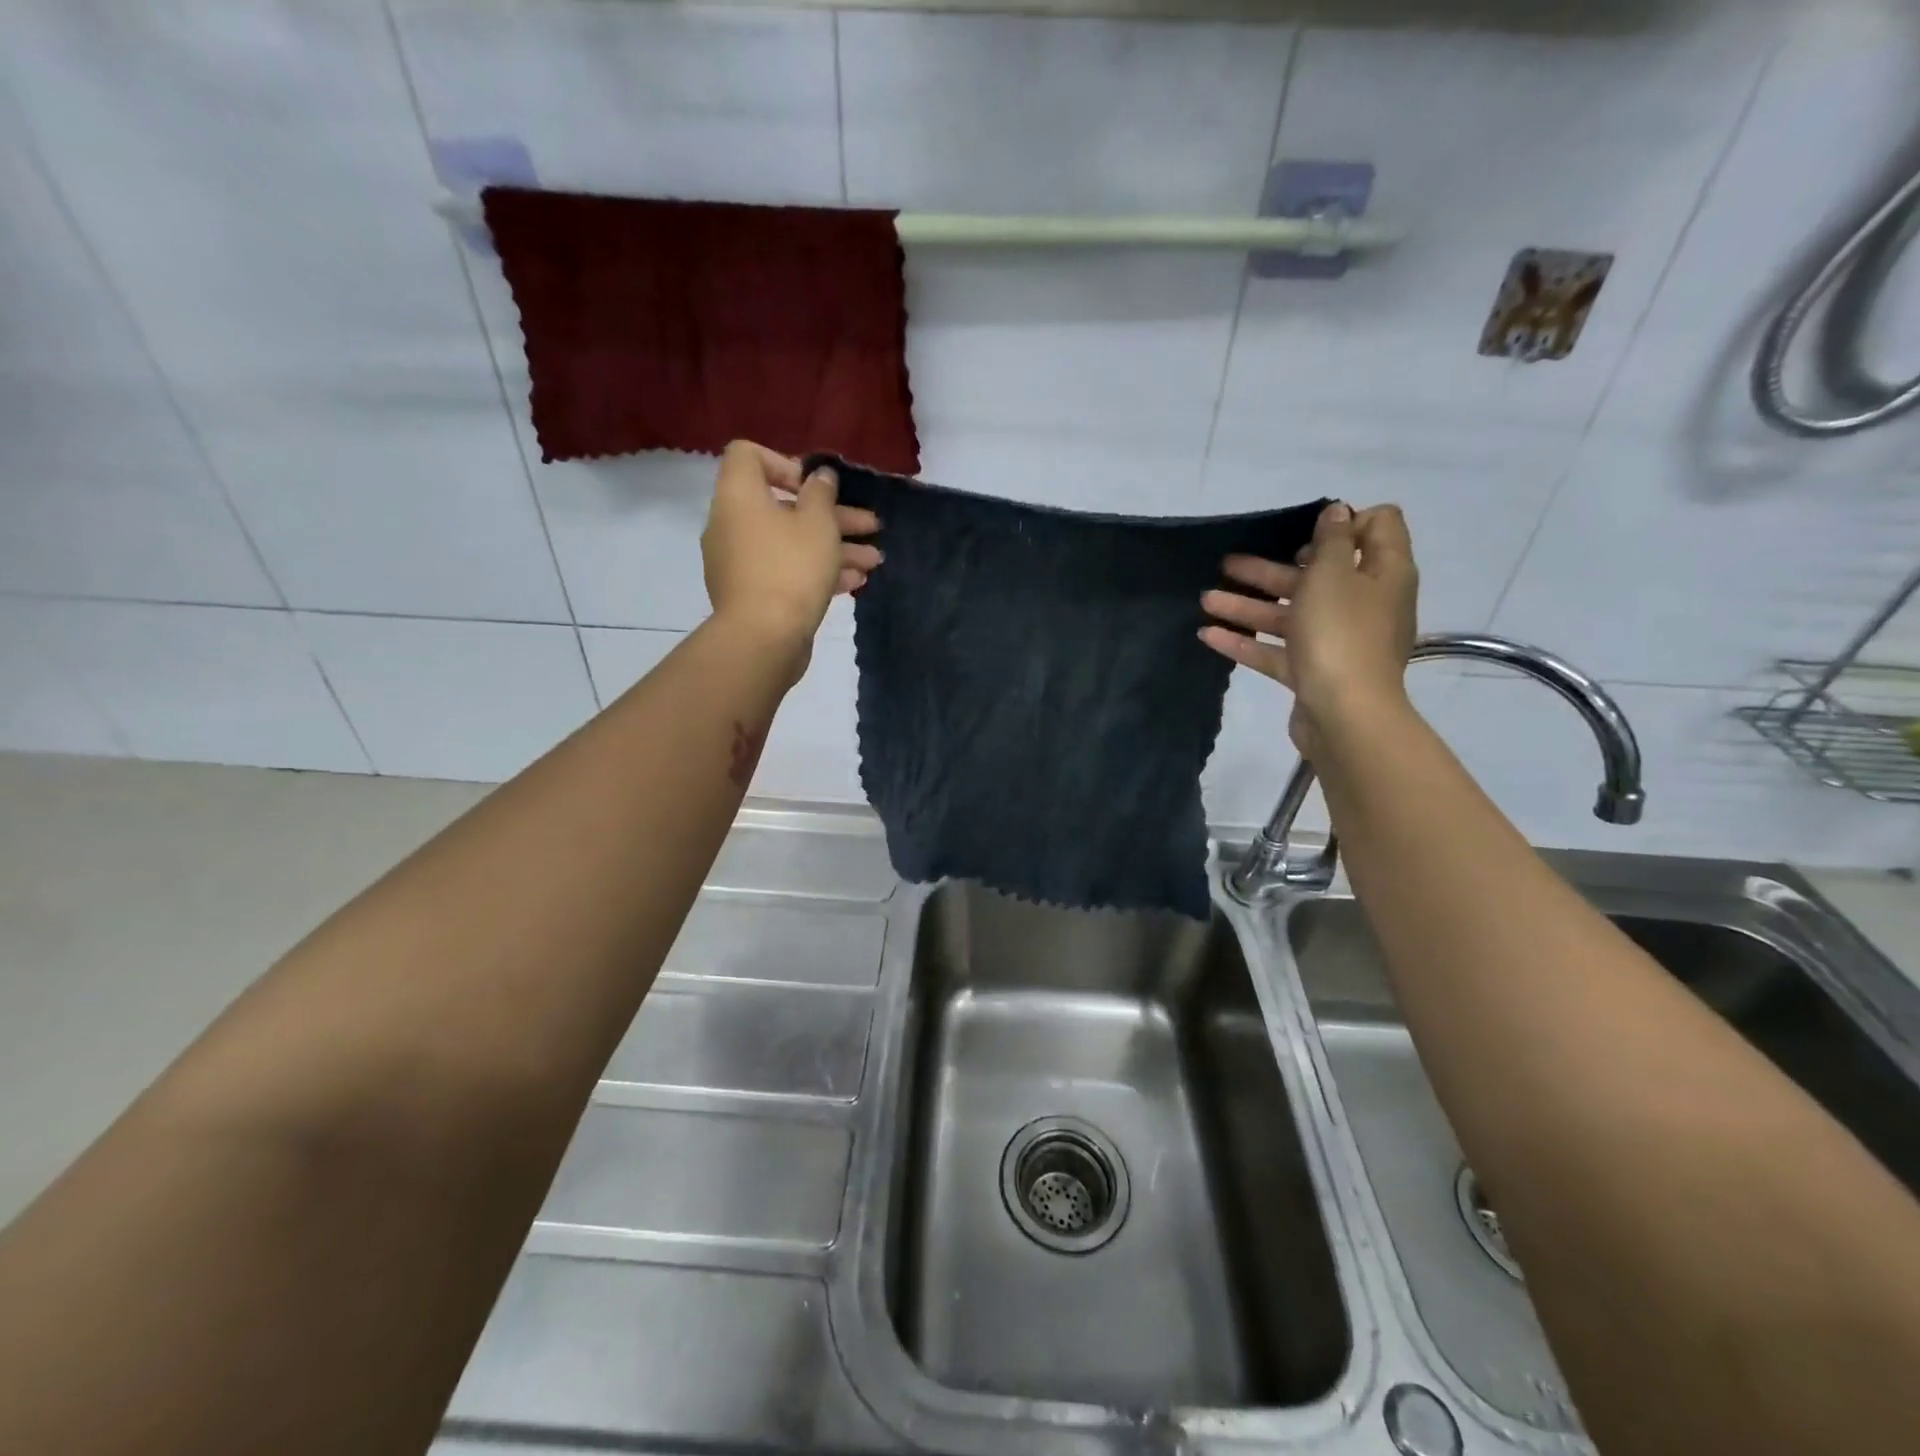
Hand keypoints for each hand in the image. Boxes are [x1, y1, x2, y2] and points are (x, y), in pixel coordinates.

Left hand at [701, 441, 882, 667]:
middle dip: (832, 515)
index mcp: (739, 496)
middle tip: (870, 524)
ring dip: (834, 547)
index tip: (815, 486)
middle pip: (783, 506)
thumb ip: (821, 493)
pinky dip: (818, 571)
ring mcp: (741, 562)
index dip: (786, 463)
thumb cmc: (791, 568)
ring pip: (791, 543)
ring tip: (874, 560)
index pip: (749, 456)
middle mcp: (732, 524)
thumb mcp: (817, 523)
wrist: (763, 639)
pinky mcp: (753, 594)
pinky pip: (786, 571)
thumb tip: (819, 476)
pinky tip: (855, 582)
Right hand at [1199, 502, 1416, 753]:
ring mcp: (1338, 641)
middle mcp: (1364, 603)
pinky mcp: (1313, 672)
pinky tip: (1208, 635)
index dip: (1344, 522)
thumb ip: (1332, 540)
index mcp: (1383, 573)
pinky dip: (1246, 641)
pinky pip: (1277, 650)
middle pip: (1317, 575)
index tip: (1306, 532)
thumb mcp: (1332, 574)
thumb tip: (1338, 512)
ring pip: (1290, 614)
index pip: (1378, 528)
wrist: (1345, 715)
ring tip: (1206, 599)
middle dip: (1270, 568)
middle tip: (1231, 563)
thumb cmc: (1341, 633)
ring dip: (1248, 604)